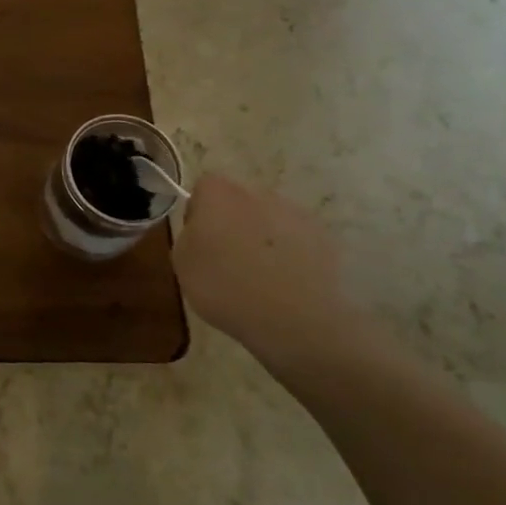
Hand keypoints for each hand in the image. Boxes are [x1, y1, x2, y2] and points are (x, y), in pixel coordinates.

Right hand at [172, 175, 361, 367]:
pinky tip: (284, 286)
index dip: (198, 212)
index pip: (204, 187)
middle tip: (226, 261)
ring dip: (262, 240)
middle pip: (239, 202)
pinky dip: (289, 256)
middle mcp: (259, 193)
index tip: (199, 241)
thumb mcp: (182, 263)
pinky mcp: (323, 239)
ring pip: (270, 221)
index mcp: (220, 194)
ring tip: (259, 278)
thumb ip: (189, 235)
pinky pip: (296, 242)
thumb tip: (202, 230)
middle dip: (232, 224)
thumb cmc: (225, 286)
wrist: (293, 317)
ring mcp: (296, 214)